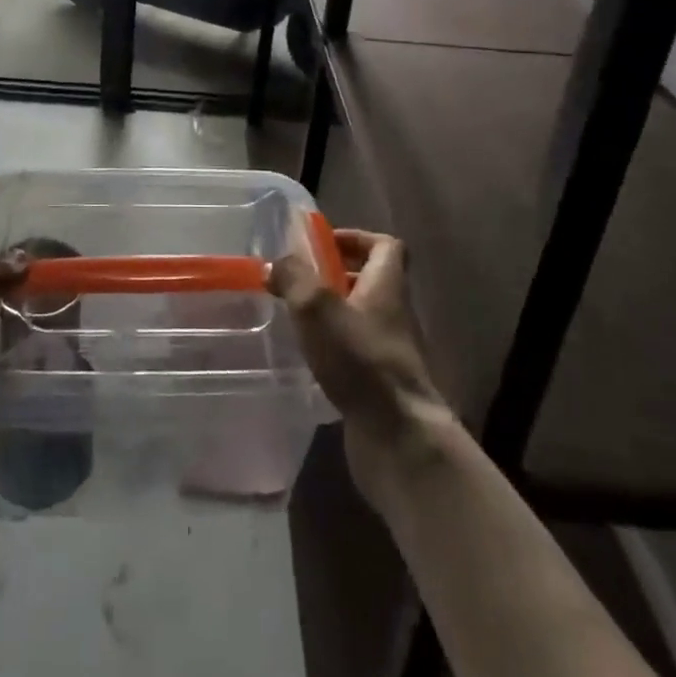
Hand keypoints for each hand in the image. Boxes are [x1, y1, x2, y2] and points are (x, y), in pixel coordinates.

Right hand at [268, 228, 454, 506]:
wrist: (399, 439)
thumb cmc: (361, 360)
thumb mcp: (317, 308)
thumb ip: (294, 278)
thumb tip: (275, 263)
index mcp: (386, 286)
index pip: (385, 246)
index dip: (357, 238)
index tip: (324, 244)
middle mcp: (393, 314)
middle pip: (371, 281)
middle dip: (336, 276)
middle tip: (299, 280)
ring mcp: (389, 352)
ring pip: (360, 318)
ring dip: (331, 313)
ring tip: (295, 316)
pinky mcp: (380, 385)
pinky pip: (355, 352)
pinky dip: (333, 348)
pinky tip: (307, 356)